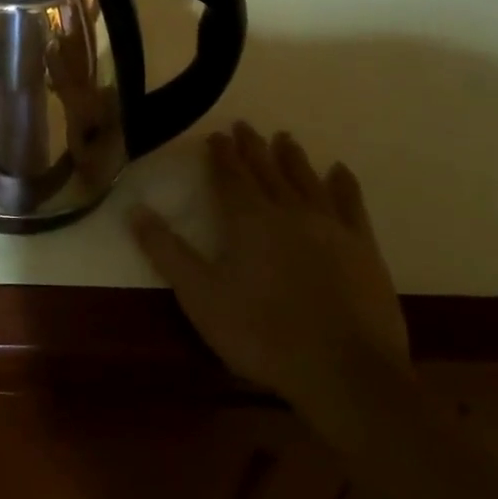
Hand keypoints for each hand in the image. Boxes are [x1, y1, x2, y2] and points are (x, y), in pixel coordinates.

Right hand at [133, 122, 409, 408]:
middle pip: (267, 171)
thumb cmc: (262, 333)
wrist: (345, 373)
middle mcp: (289, 212)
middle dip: (253, 147)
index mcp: (249, 220)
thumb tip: (134, 209)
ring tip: (285, 138)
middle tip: (245, 126)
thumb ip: (166, 250)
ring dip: (293, 158)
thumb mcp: (200, 296)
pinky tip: (340, 171)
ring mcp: (331, 228)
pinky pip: (351, 205)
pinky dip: (344, 185)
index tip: (216, 135)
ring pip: (307, 180)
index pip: (231, 176)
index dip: (222, 154)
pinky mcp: (363, 249)